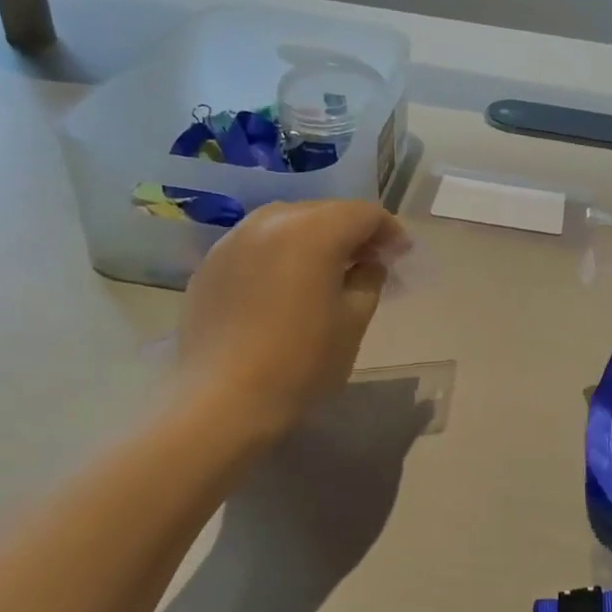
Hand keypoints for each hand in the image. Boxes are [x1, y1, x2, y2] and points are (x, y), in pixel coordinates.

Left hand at [175, 200, 405, 433]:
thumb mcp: (353, 322)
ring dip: (314, 238)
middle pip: (324, 211)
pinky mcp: (211, 263)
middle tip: (368, 262)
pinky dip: (280, 253)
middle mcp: (271, 221)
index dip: (389, 231)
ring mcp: (234, 239)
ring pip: (287, 222)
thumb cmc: (300, 362)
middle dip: (352, 231)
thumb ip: (369, 280)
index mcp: (314, 231)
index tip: (400, 256)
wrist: (221, 400)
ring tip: (326, 271)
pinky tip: (284, 285)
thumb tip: (369, 262)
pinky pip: (257, 244)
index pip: (364, 213)